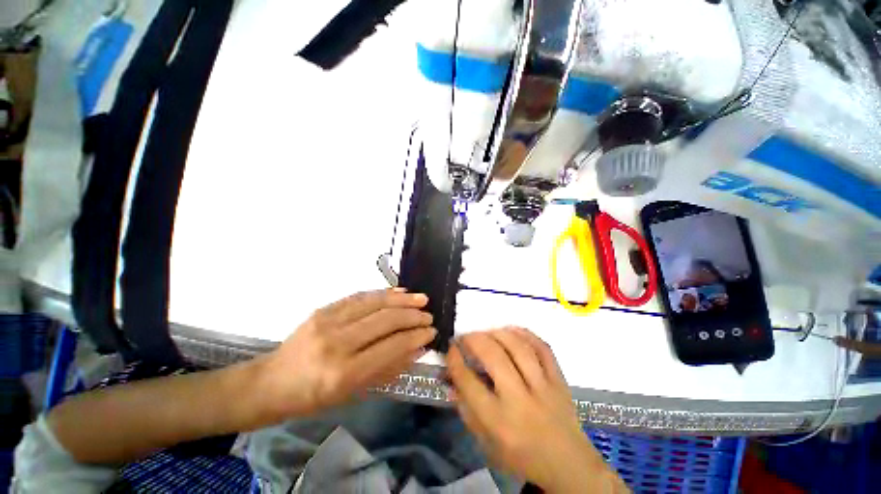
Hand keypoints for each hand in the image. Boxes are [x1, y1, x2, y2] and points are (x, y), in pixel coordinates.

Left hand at [259, 289, 434, 418]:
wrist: (270, 383)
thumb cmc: (312, 398)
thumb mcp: (352, 393)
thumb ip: (387, 368)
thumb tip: (416, 348)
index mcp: (343, 373)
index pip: (391, 346)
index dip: (415, 336)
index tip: (431, 331)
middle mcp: (337, 343)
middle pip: (385, 320)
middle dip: (412, 316)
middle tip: (428, 315)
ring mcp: (328, 321)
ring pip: (375, 303)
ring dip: (402, 299)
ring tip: (421, 298)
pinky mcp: (323, 309)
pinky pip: (359, 296)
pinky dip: (382, 293)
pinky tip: (398, 291)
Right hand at [446, 327, 626, 492]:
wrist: (569, 465)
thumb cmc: (522, 457)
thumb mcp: (486, 444)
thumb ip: (466, 410)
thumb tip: (451, 379)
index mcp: (499, 421)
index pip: (469, 382)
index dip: (455, 359)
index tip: (451, 347)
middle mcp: (520, 400)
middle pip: (494, 357)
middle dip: (474, 340)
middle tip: (465, 337)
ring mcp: (543, 387)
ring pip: (518, 347)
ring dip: (497, 333)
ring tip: (486, 332)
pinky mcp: (559, 379)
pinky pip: (542, 347)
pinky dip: (525, 334)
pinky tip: (511, 331)